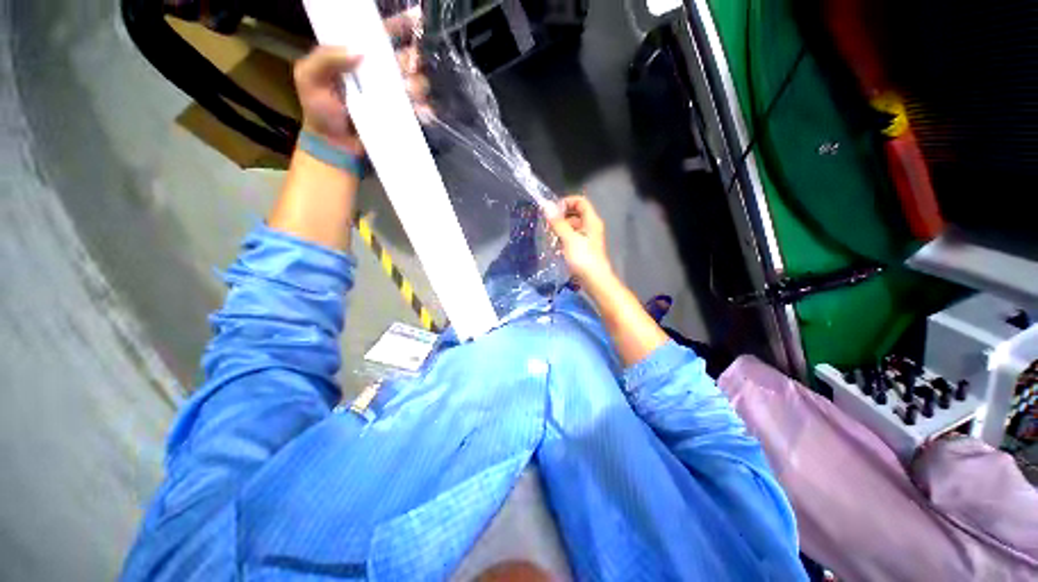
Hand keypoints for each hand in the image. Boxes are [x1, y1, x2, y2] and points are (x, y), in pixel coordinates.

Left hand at [293, 10, 430, 155]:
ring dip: (417, 84)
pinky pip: (420, 108)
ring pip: (416, 81)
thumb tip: (360, 50)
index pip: (379, 34)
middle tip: (407, 69)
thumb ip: (326, 58)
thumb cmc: (319, 111)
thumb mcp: (309, 77)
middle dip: (412, 59)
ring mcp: (391, 95)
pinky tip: (422, 111)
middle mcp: (378, 72)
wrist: (334, 147)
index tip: (415, 20)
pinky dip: (425, 108)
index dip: (398, 25)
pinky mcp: (401, 116)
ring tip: (409, 93)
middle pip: (405, 57)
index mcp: (357, 56)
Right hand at [546, 196, 617, 291]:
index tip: (552, 211)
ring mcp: (588, 239)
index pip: (580, 202)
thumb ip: (558, 222)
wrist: (594, 281)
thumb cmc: (583, 258)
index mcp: (591, 221)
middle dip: (562, 216)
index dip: (566, 202)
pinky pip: (573, 238)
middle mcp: (591, 227)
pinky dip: (564, 238)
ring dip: (562, 228)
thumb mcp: (569, 239)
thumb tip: (546, 205)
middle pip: (576, 214)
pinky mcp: (584, 249)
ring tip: (550, 235)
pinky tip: (556, 246)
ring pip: (574, 227)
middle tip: (548, 223)